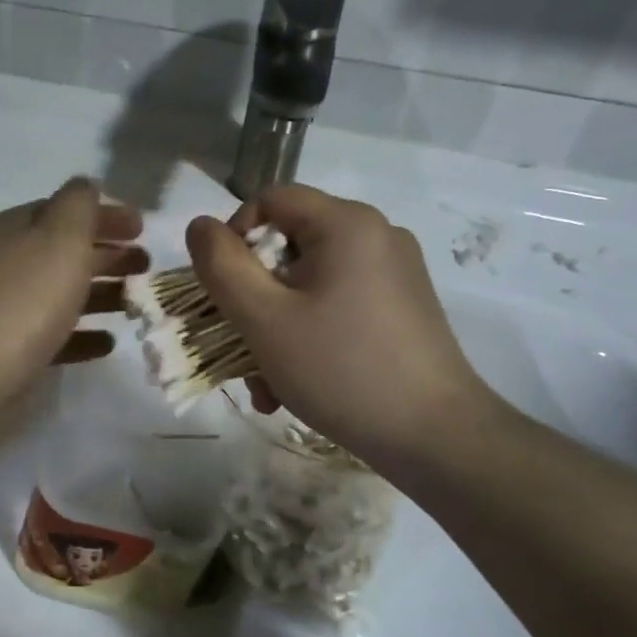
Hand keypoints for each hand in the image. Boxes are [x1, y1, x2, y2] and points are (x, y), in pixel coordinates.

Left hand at [0, 178, 145, 395]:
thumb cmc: (30, 295)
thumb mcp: (61, 235)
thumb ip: (79, 204)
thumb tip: (86, 186)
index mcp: (16, 228)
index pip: (65, 210)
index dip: (104, 215)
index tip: (142, 228)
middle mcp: (8, 261)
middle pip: (66, 251)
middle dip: (108, 254)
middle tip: (146, 264)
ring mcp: (8, 306)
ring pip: (63, 291)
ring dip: (102, 293)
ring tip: (136, 304)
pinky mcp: (13, 347)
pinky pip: (56, 333)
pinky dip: (84, 334)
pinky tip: (108, 342)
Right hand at [186, 185, 493, 471]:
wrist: (436, 437)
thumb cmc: (341, 369)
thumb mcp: (264, 318)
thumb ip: (221, 266)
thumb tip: (200, 226)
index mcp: (346, 223)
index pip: (270, 199)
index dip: (234, 237)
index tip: (224, 291)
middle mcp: (376, 235)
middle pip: (289, 246)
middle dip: (253, 298)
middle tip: (239, 349)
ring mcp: (395, 273)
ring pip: (310, 283)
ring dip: (276, 327)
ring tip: (267, 386)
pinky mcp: (404, 307)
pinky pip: (339, 304)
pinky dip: (309, 334)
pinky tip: (297, 386)